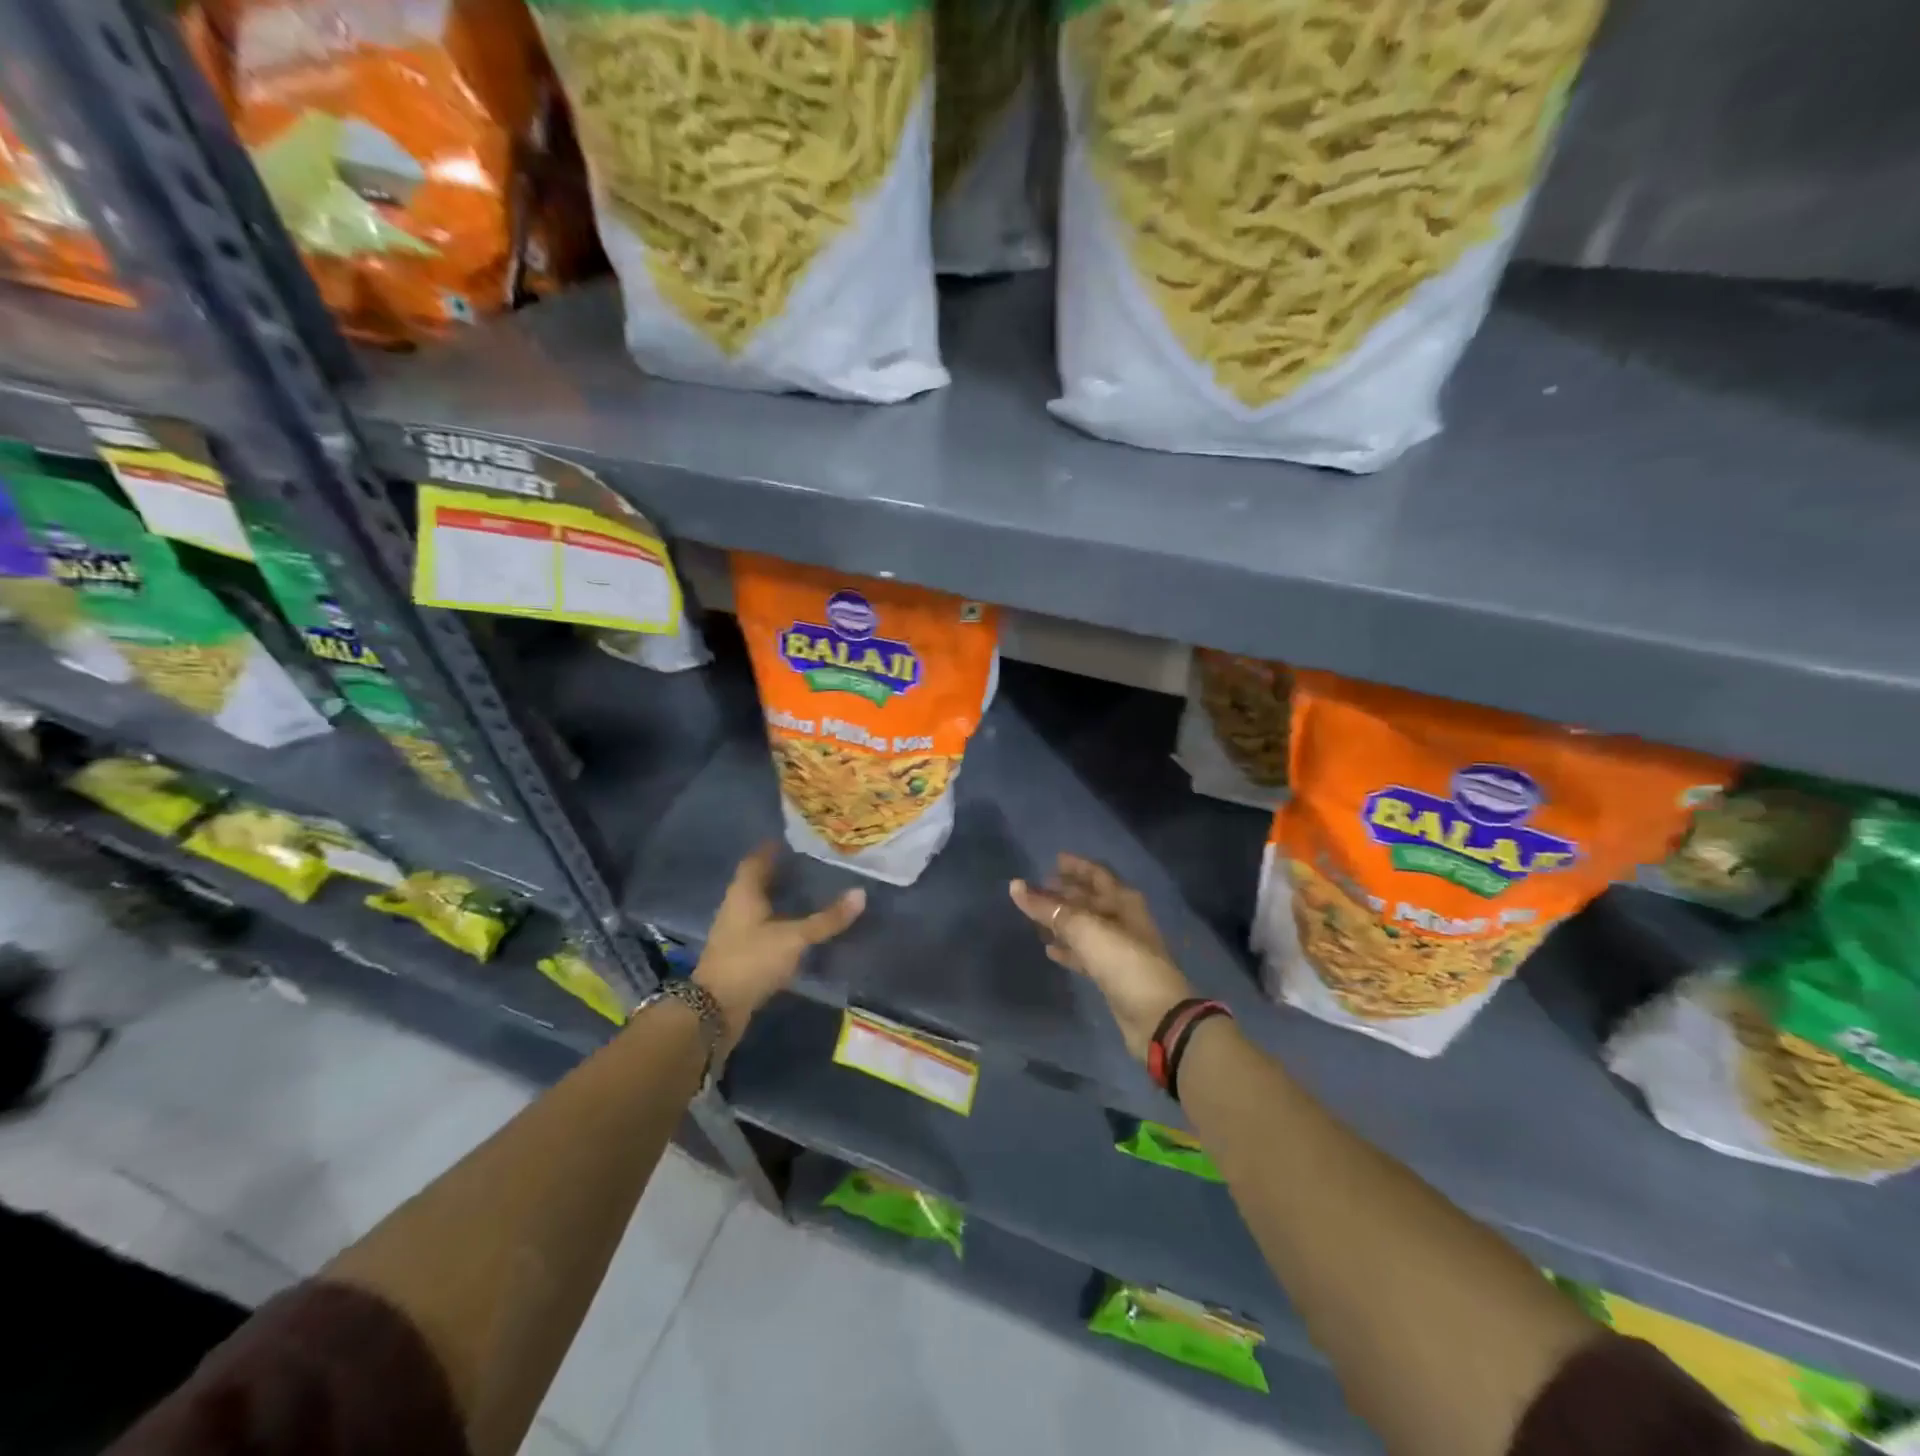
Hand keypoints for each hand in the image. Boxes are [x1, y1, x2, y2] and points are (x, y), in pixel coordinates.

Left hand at [693, 844, 864, 1050]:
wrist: (715, 1009)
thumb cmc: (752, 960)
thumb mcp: (794, 937)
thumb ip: (827, 919)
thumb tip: (861, 893)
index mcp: (743, 893)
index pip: (756, 859)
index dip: (772, 848)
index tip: (794, 839)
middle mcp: (736, 906)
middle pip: (758, 881)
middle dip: (780, 872)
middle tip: (810, 864)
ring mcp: (735, 932)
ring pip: (760, 905)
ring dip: (780, 897)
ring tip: (809, 892)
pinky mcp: (739, 954)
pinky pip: (762, 927)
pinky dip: (779, 921)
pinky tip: (798, 926)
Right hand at [1009, 854, 1193, 1061]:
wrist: (1156, 1016)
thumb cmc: (1123, 961)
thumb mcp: (1084, 929)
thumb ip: (1048, 908)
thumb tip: (1016, 886)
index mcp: (1122, 901)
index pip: (1097, 874)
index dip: (1076, 866)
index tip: (1052, 860)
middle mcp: (1122, 920)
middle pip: (1090, 900)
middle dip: (1065, 893)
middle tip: (1038, 889)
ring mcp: (1118, 948)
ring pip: (1085, 927)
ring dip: (1063, 922)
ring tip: (1036, 918)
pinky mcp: (1112, 975)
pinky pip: (1085, 954)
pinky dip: (1068, 949)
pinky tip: (1049, 951)